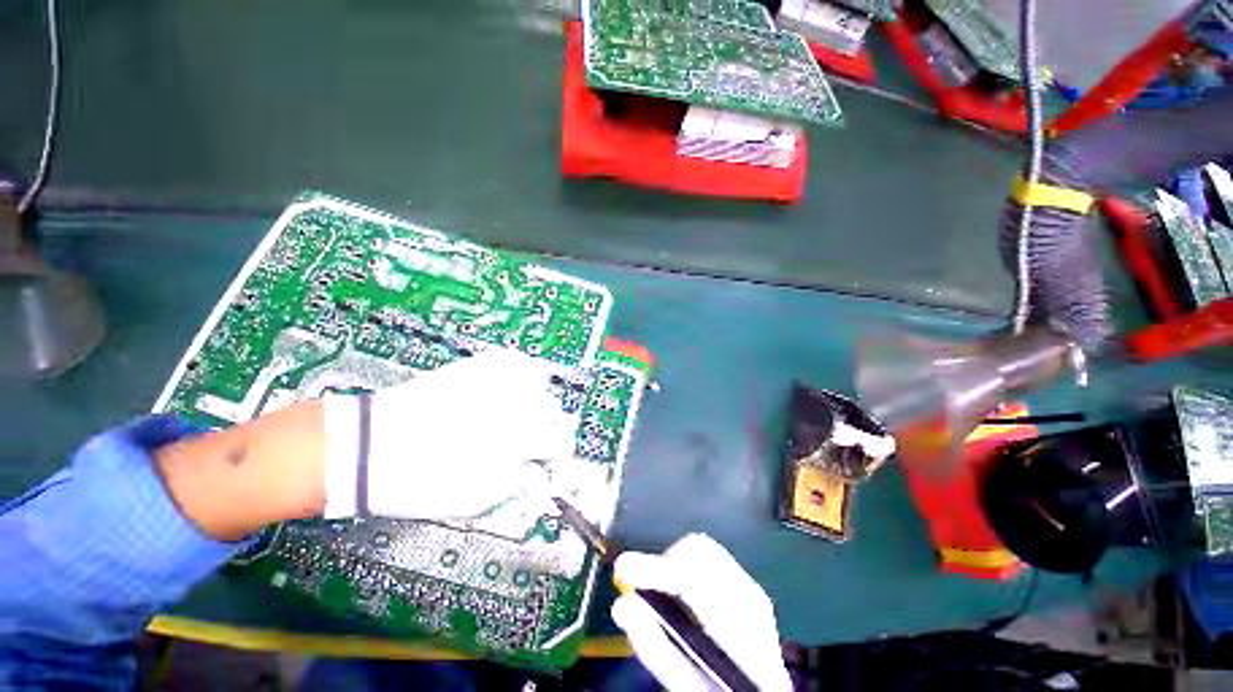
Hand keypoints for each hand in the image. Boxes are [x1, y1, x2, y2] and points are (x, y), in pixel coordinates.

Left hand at [321, 348, 575, 519]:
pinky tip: (514, 386)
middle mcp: (509, 406)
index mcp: (512, 441)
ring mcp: (493, 382)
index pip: (559, 441)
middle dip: (550, 426)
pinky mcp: (475, 367)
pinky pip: (516, 362)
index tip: (554, 457)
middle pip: (554, 410)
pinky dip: (523, 373)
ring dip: (539, 399)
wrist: (365, 449)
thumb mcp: (471, 500)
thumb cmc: (418, 483)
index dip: (561, 451)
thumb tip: (537, 473)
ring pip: (541, 383)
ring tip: (526, 410)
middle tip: (535, 437)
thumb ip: (515, 484)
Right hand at [613, 534, 791, 691]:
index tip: (622, 569)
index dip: (653, 569)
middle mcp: (749, 598)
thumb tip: (622, 605)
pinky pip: (710, 557)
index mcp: (739, 627)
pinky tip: (681, 591)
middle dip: (665, 562)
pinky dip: (687, 564)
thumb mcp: (688, 683)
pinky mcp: (748, 587)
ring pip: (703, 548)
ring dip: (674, 561)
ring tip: (661, 589)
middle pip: (698, 550)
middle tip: (644, 587)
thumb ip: (655, 647)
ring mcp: (751, 589)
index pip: (692, 579)